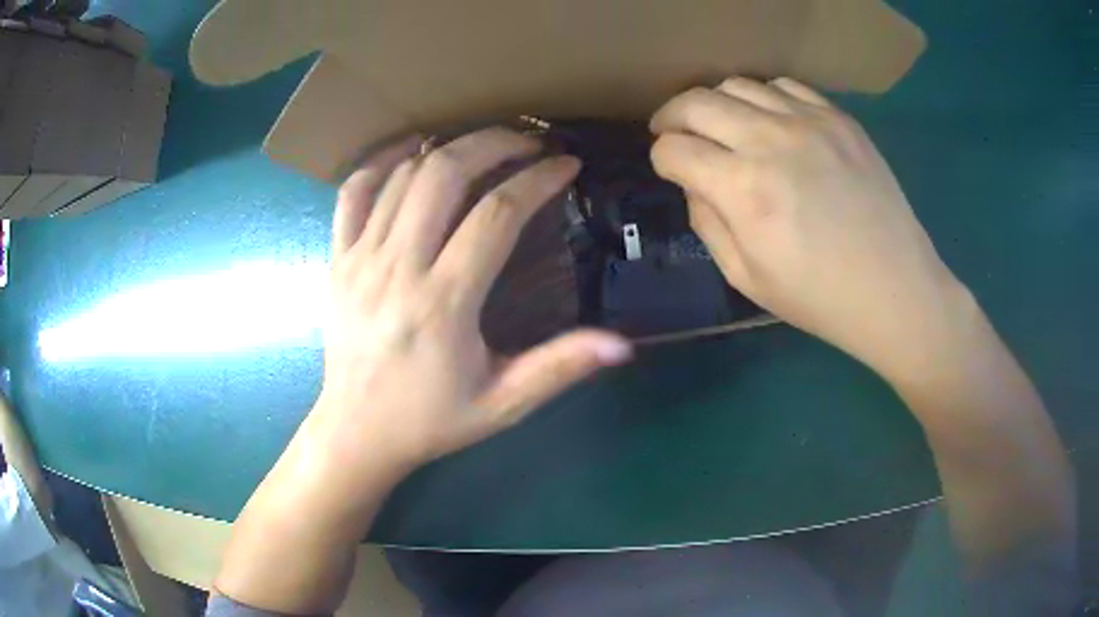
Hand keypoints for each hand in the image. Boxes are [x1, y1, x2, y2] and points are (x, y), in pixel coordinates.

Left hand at [313, 128, 631, 478]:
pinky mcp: (336, 259)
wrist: (356, 432)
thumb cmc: (430, 420)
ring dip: (449, 147)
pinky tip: (412, 153)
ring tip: (485, 145)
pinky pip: (354, 192)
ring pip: (403, 175)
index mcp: (442, 304)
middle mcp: (396, 268)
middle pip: (444, 174)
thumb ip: (559, 368)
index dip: (537, 180)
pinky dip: (383, 161)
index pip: (496, 214)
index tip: (566, 164)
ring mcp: (359, 258)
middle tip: (529, 141)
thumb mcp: (502, 405)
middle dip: (493, 143)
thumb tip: (622, 344)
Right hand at [650, 77, 966, 379]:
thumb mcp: (747, 278)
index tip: (671, 169)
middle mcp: (770, 140)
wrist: (894, 289)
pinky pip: (783, 86)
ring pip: (736, 85)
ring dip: (715, 104)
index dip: (662, 159)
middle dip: (671, 117)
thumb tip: (694, 183)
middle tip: (672, 131)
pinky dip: (762, 97)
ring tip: (721, 125)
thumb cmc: (819, 297)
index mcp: (743, 189)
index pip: (673, 149)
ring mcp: (808, 121)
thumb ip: (707, 223)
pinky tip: (768, 120)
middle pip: (694, 102)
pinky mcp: (838, 118)